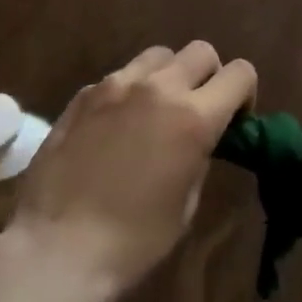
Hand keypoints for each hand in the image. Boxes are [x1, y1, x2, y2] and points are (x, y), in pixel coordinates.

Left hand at [7, 41, 256, 296]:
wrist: (57, 249)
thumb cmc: (132, 241)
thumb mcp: (185, 204)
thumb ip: (198, 156)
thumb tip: (197, 139)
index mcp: (194, 117)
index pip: (240, 73)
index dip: (245, 93)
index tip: (234, 119)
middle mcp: (159, 88)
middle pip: (201, 52)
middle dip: (209, 76)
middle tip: (197, 109)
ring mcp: (117, 85)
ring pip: (159, 56)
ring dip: (168, 76)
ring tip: (154, 111)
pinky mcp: (84, 93)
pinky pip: (120, 77)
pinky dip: (129, 92)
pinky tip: (114, 128)